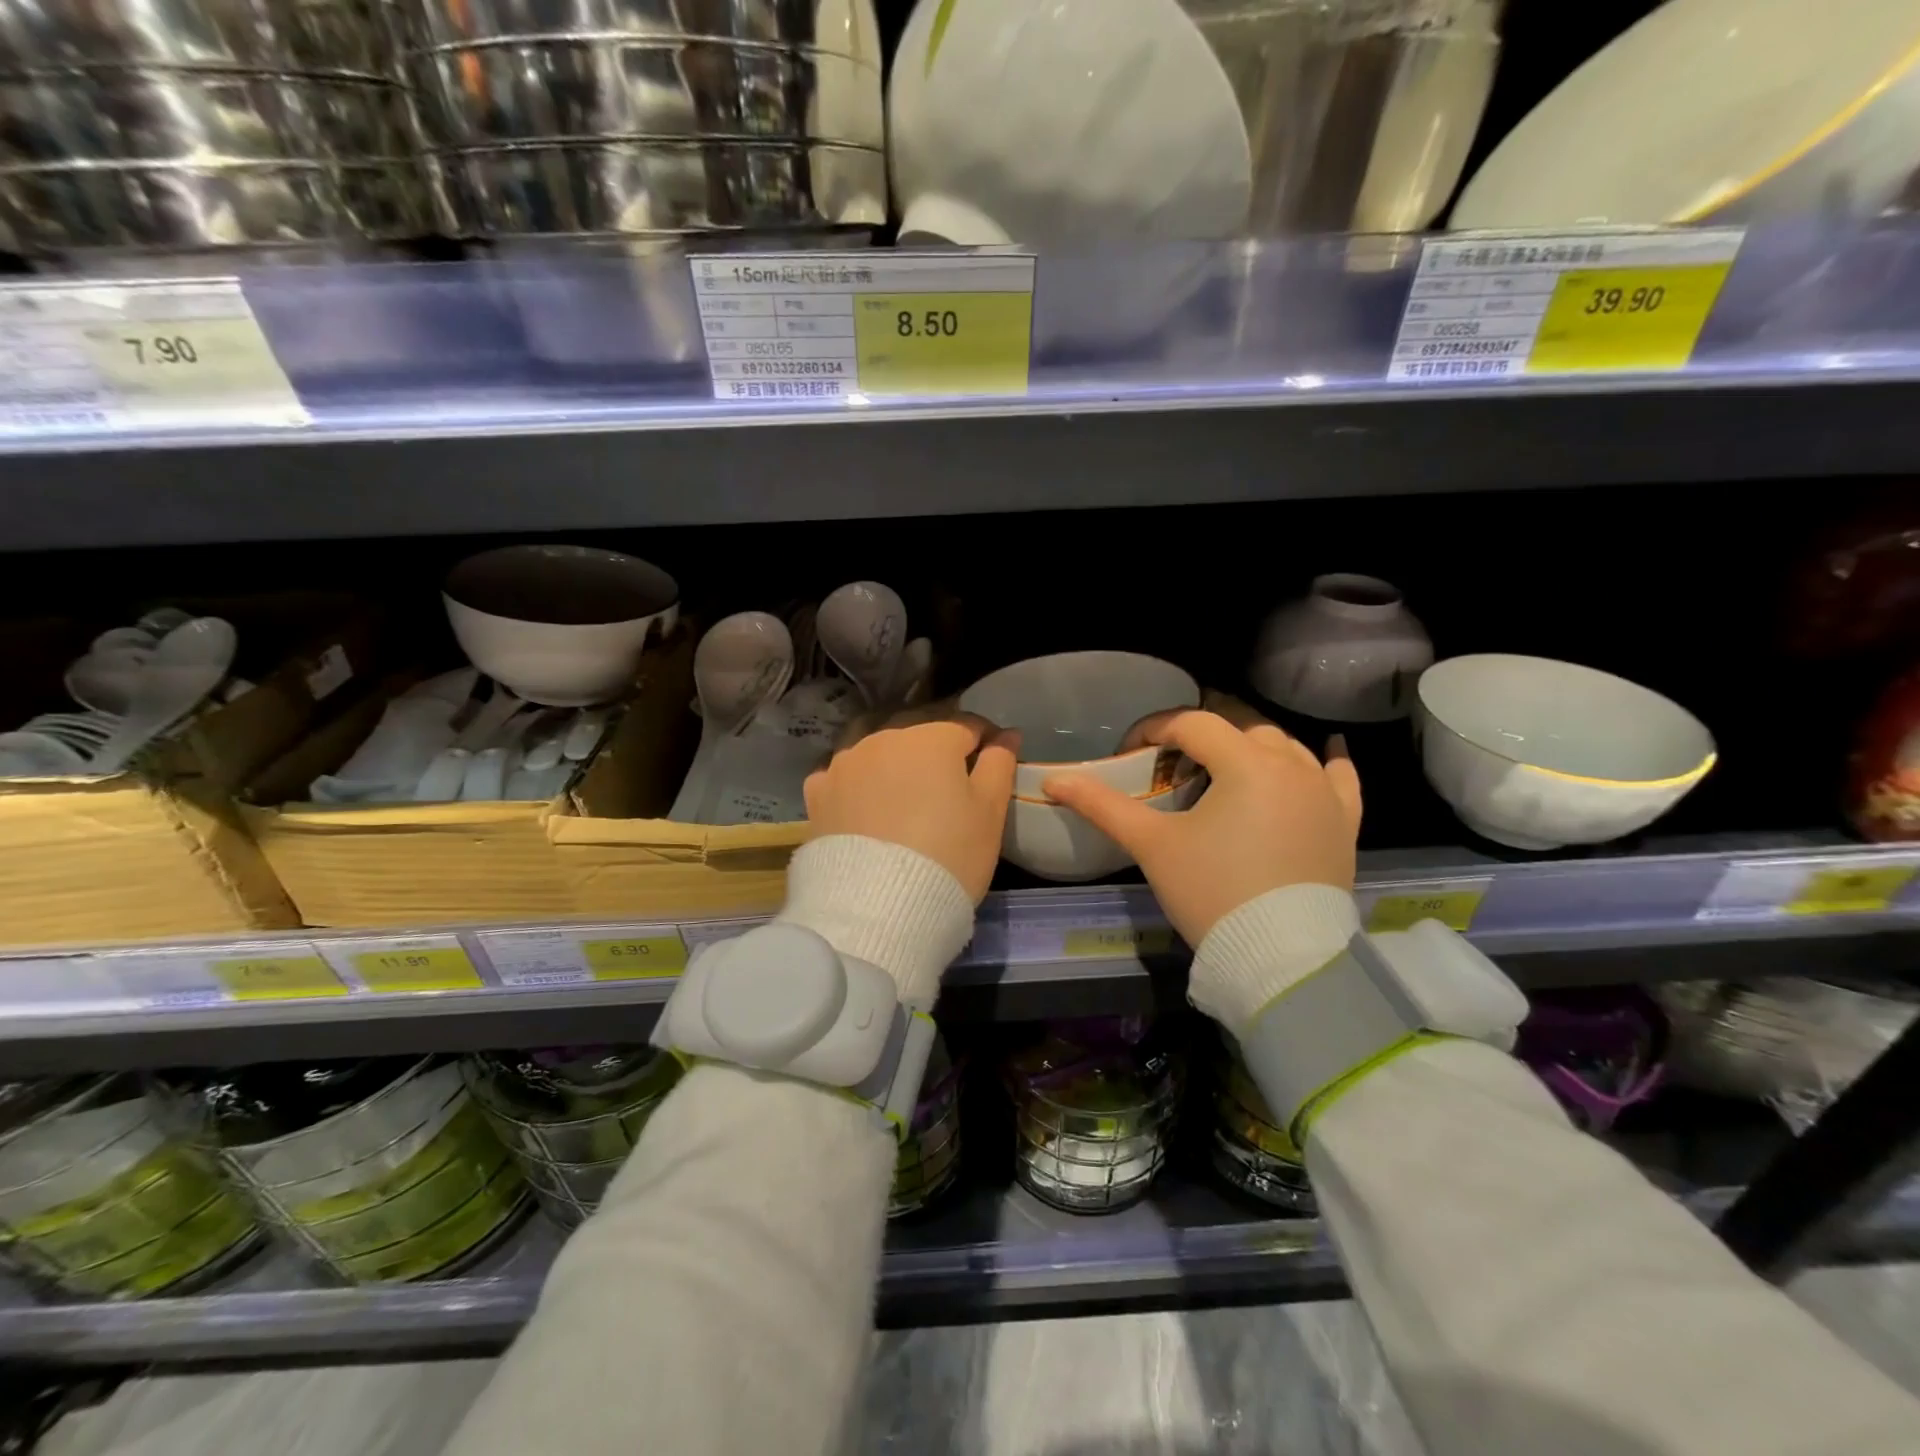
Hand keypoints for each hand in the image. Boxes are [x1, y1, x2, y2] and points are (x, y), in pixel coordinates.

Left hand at [804, 716, 1018, 901]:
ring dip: (894, 759)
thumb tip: (1006, 734)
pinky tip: (863, 803)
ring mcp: (845, 764)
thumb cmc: (949, 855)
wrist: (878, 908)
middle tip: (951, 781)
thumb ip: (999, 764)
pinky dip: (856, 782)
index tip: (993, 760)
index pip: (967, 725)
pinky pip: (841, 775)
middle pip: (918, 731)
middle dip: (937, 746)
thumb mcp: (990, 811)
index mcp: (930, 737)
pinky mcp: (818, 794)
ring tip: (904, 790)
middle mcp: (883, 738)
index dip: (986, 740)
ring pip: (876, 747)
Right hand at [1043, 710, 1361, 946]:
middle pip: (1239, 728)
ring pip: (1285, 747)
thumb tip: (1054, 779)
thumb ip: (1102, 805)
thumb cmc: (1211, 892)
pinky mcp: (1345, 822)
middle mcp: (1292, 765)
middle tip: (1171, 768)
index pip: (1192, 724)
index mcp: (1245, 763)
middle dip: (1201, 739)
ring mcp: (1325, 793)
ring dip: (1250, 749)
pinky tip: (1322, 758)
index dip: (1154, 730)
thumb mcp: (1152, 845)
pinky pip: (1340, 778)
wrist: (1280, 958)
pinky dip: (1325, 765)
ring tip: (1224, 773)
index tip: (1130, 751)